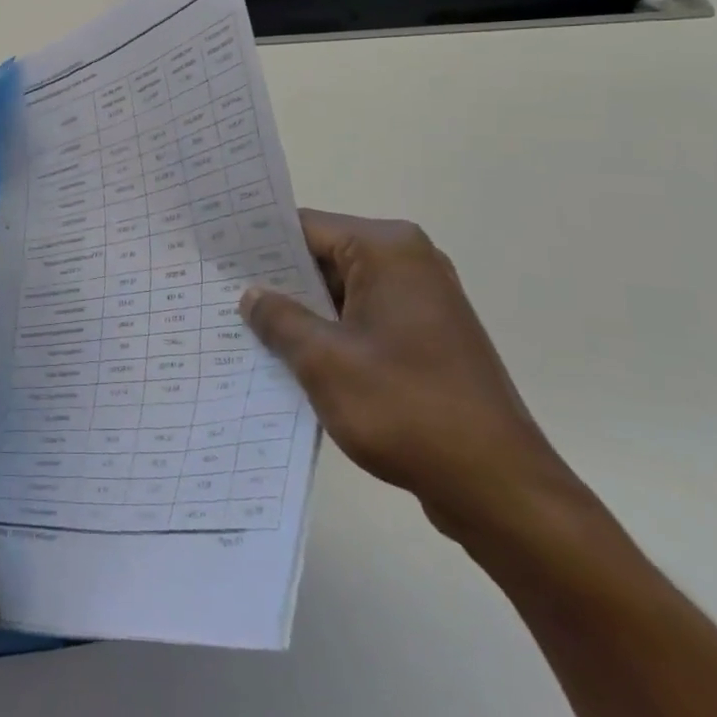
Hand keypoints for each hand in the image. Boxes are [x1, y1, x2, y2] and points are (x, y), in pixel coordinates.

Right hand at [241, 212, 569, 539]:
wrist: (500, 488)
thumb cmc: (406, 409)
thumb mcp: (324, 361)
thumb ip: (279, 319)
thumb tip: (252, 295)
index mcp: (388, 249)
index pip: (306, 228)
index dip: (258, 244)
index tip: (216, 259)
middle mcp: (410, 263)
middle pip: (324, 258)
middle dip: (278, 283)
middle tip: (220, 296)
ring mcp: (422, 302)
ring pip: (342, 293)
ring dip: (303, 314)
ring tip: (245, 331)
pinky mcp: (428, 339)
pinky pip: (364, 321)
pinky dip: (331, 336)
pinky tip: (292, 361)